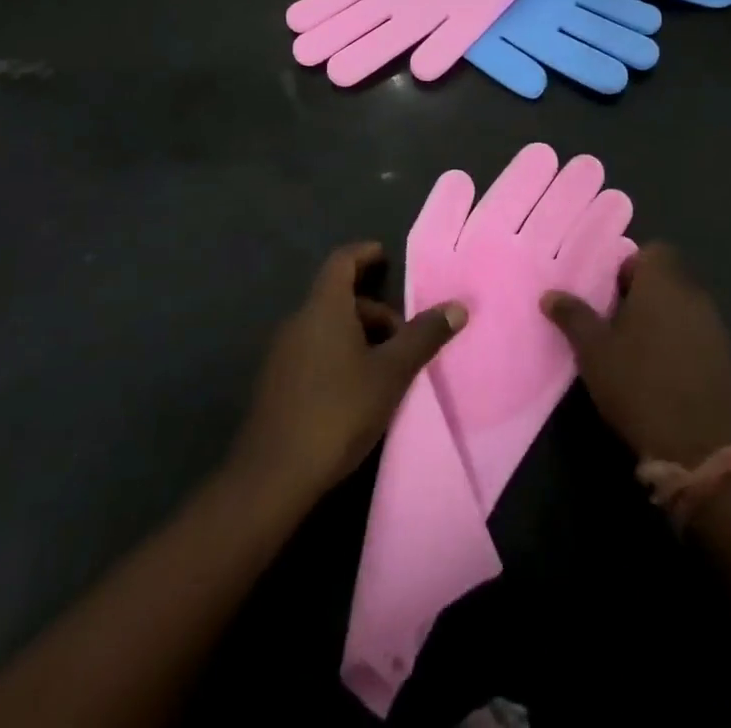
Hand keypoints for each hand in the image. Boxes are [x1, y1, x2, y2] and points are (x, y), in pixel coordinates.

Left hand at [231, 241, 466, 501]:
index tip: (385, 257)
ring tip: (387, 368)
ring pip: (327, 327)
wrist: (272, 477)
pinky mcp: (276, 384)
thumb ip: (424, 337)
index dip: (365, 253)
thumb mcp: (391, 373)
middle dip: (374, 310)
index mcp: (324, 308)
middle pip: (338, 298)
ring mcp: (282, 354)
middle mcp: (298, 321)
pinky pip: (313, 351)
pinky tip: (357, 390)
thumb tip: (458, 306)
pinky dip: (339, 355)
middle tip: (404, 337)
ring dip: (358, 336)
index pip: (342, 261)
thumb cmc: (338, 411)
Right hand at [541, 243, 730, 466]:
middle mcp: (694, 294)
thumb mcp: (593, 351)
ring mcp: (714, 326)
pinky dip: (679, 343)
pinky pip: (696, 334)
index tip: (609, 294)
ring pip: (682, 307)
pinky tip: (660, 372)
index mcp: (663, 282)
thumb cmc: (639, 384)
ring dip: (661, 319)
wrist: (701, 447)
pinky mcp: (725, 358)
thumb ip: (573, 316)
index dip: (630, 267)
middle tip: (614, 322)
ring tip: (634, 349)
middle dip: (642, 294)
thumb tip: (549, 294)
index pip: (653, 251)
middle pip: (668, 278)